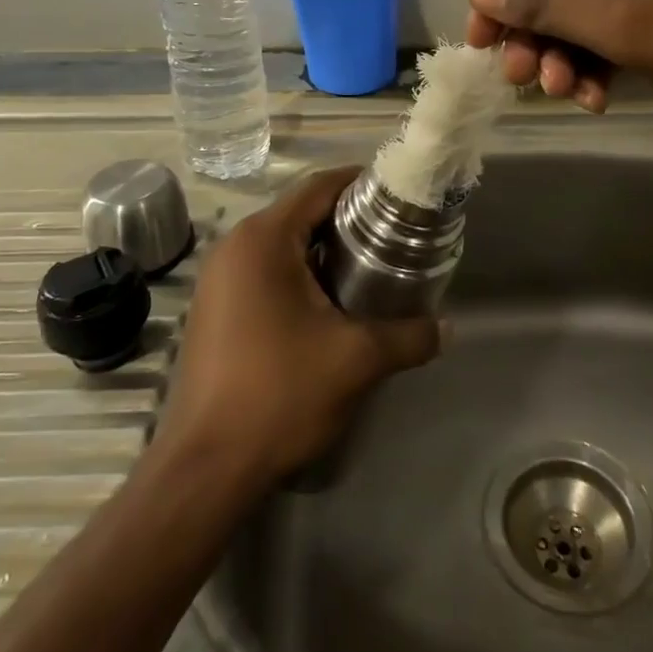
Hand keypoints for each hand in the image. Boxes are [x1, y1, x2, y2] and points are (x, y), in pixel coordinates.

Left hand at [154, 167, 442, 488]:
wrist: (205, 468)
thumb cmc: (280, 394)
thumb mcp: (356, 360)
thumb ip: (409, 336)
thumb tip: (447, 328)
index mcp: (263, 239)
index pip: (319, 187)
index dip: (361, 182)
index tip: (398, 194)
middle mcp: (234, 247)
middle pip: (300, 212)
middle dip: (348, 219)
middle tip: (394, 235)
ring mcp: (218, 279)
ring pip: (282, 244)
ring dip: (323, 249)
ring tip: (370, 268)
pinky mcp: (214, 309)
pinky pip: (264, 271)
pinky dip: (299, 273)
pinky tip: (330, 304)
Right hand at [464, 0, 652, 146]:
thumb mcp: (636, 26)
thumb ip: (552, 4)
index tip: (479, 42)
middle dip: (540, 29)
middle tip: (524, 81)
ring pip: (594, 2)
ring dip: (571, 50)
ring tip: (568, 97)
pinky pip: (627, 19)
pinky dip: (606, 55)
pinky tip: (599, 96)